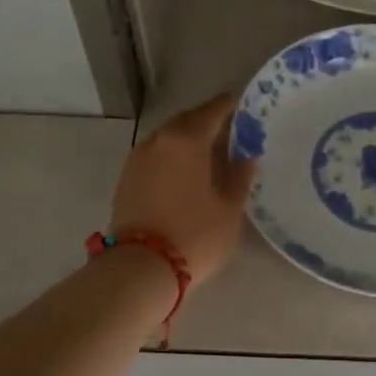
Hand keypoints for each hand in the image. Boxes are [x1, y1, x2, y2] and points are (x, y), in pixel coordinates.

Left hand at [110, 94, 256, 283]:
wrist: (140, 268)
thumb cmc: (195, 235)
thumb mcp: (229, 208)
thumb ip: (240, 176)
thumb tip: (246, 156)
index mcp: (188, 139)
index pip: (215, 109)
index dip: (233, 107)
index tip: (248, 110)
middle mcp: (159, 139)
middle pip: (188, 120)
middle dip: (209, 123)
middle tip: (231, 136)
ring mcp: (138, 158)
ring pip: (169, 138)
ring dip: (188, 141)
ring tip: (209, 157)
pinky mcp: (127, 178)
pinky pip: (156, 156)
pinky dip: (173, 158)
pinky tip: (186, 175)